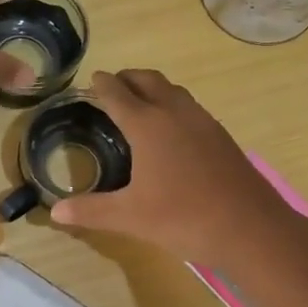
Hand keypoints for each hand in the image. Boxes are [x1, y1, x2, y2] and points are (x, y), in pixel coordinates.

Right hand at [49, 69, 301, 263]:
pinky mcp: (221, 136)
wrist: (251, 228)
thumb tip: (55, 212)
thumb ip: (91, 211)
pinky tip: (172, 131)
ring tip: (139, 103)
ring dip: (153, 88)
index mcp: (148, 125)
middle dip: (128, 78)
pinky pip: (190, 107)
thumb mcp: (130, 217)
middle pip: (148, 80)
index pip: (118, 93)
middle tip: (113, 85)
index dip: (102, 84)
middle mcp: (175, 113)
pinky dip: (173, 105)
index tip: (92, 78)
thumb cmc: (184, 218)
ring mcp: (203, 122)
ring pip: (173, 91)